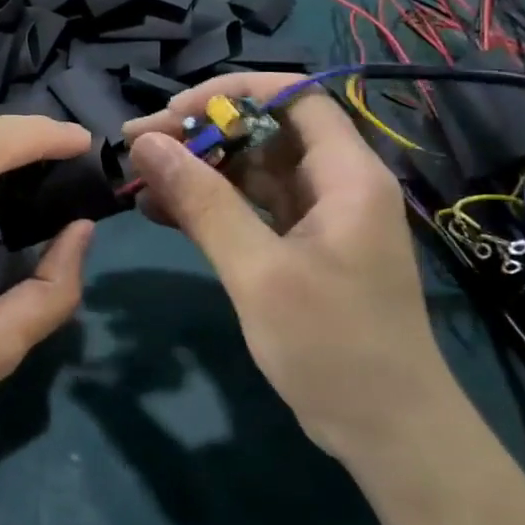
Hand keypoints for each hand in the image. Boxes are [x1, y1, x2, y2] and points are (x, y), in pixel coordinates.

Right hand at [122, 74, 454, 461]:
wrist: (386, 432)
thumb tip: (147, 143)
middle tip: (138, 146)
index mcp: (346, 174)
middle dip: (201, 132)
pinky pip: (248, 208)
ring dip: (197, 169)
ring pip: (250, 170)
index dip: (231, 92)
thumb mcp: (259, 272)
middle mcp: (334, 184)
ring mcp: (316, 218)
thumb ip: (203, 203)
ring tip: (138, 177)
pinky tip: (160, 211)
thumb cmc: (332, 346)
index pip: (293, 96)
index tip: (173, 113)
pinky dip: (208, 205)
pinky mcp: (299, 248)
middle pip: (264, 131)